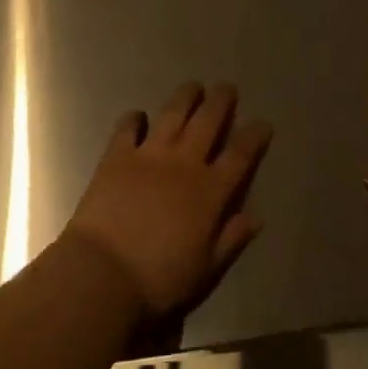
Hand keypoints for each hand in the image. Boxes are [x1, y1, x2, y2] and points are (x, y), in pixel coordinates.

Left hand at [64, 82, 272, 321]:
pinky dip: (135, 118)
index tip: (263, 123)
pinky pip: (128, 127)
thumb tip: (256, 216)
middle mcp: (184, 163)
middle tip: (227, 87)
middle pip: (208, 121)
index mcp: (210, 191)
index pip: (240, 155)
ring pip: (173, 113)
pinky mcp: (118, 154)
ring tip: (194, 87)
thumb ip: (231, 239)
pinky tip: (139, 116)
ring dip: (186, 97)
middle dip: (221, 101)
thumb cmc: (160, 281)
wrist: (104, 275)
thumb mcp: (206, 270)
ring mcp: (150, 154)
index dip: (254, 136)